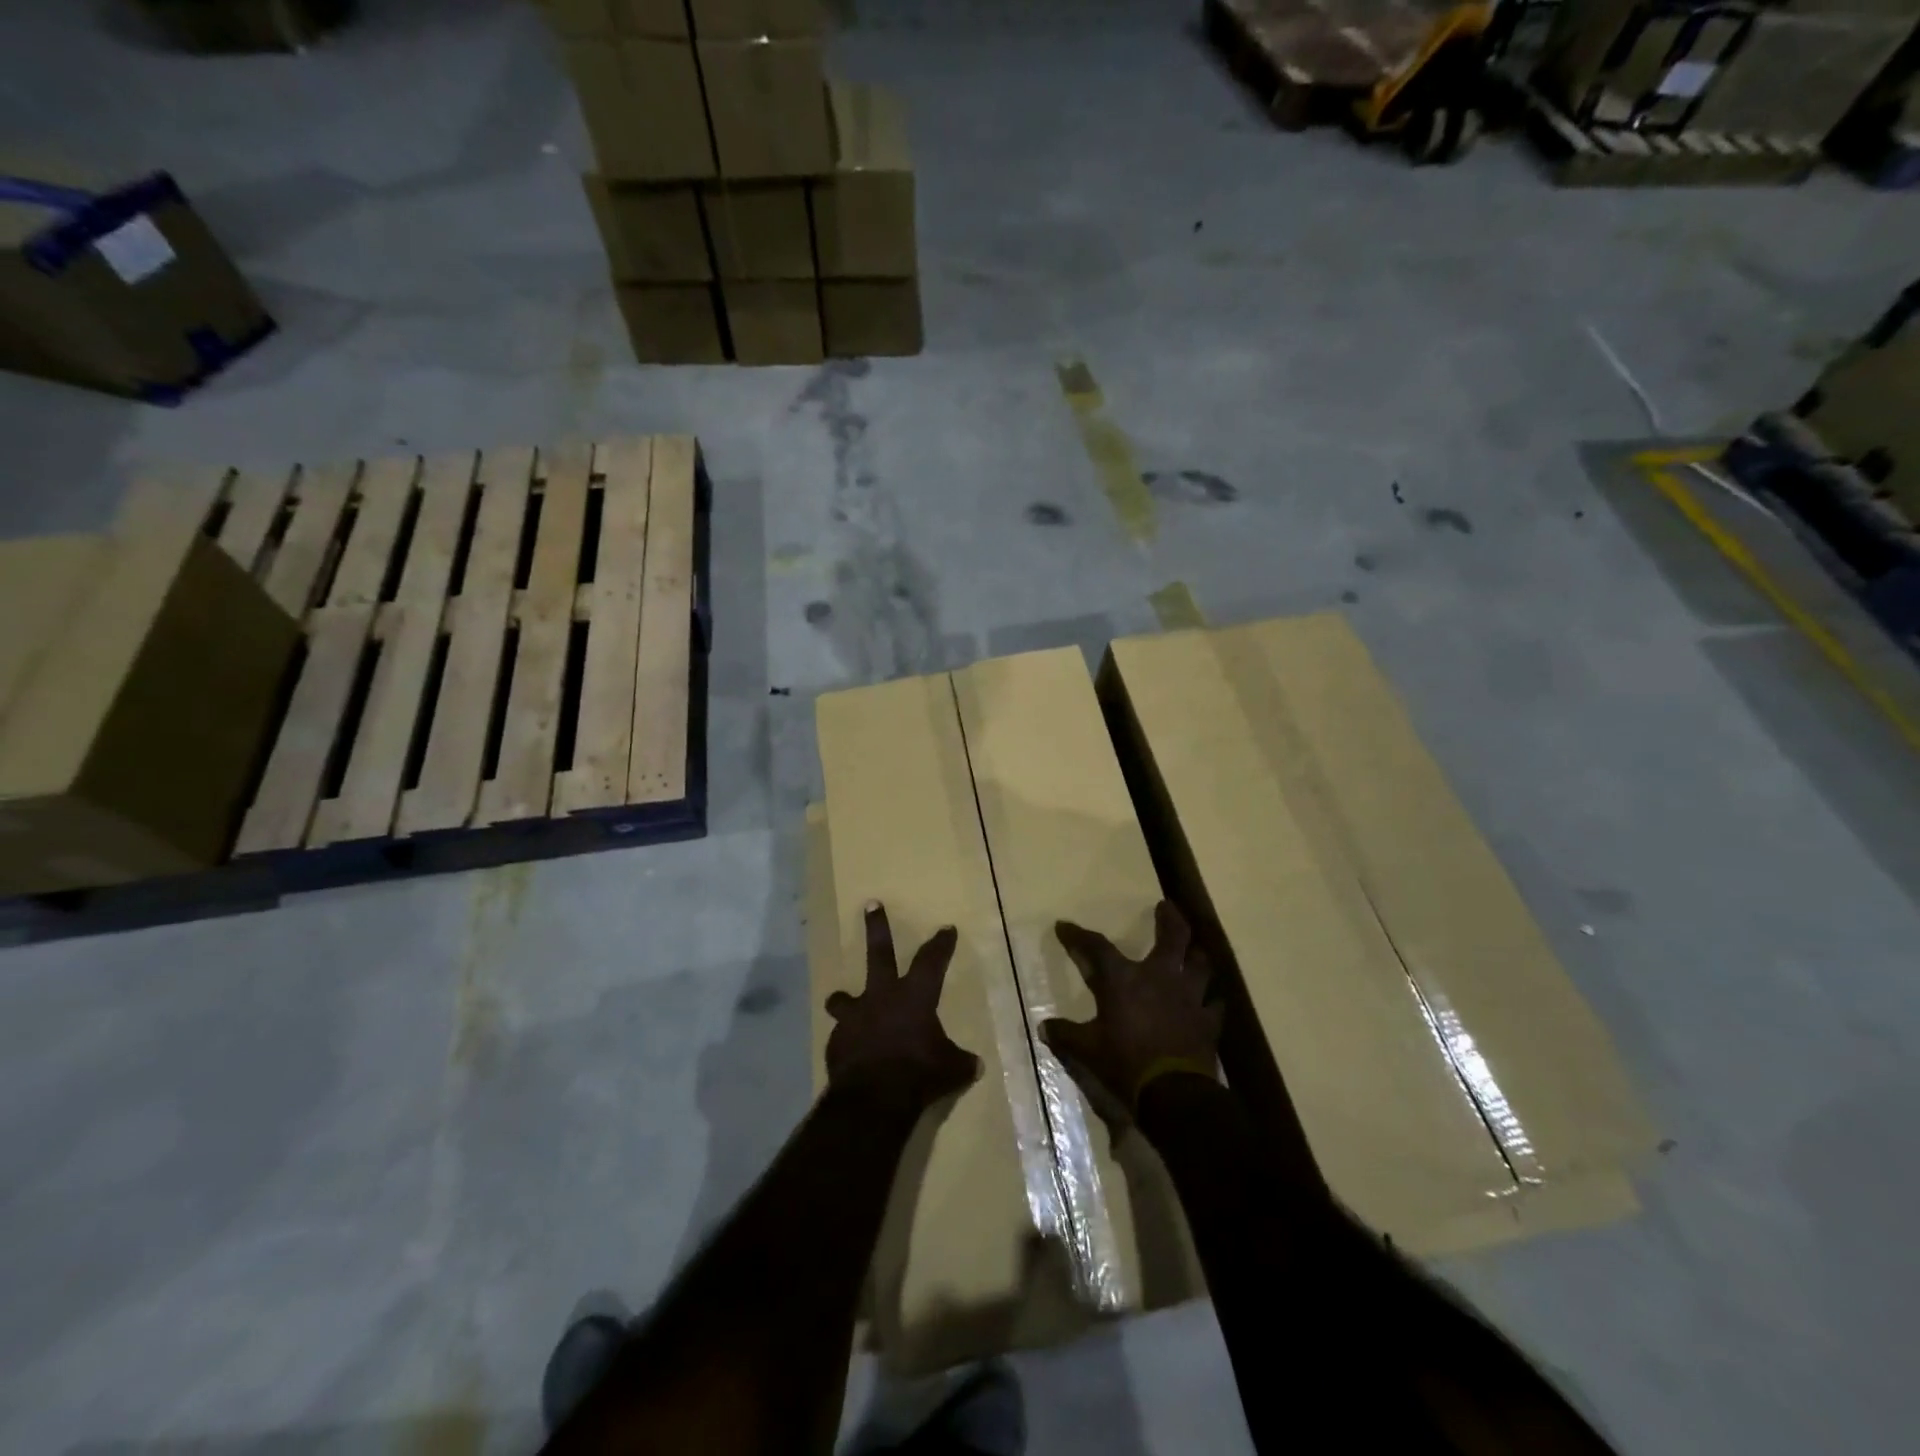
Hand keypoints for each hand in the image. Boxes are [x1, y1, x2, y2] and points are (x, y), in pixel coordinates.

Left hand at [825, 902, 980, 1103]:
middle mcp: (883, 996)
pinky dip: (848, 1040)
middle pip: (880, 952)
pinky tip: (852, 1054)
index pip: (932, 961)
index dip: (941, 944)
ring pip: (844, 997)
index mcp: (915, 996)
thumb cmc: (919, 1074)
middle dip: (877, 927)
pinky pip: (842, 1035)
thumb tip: (976, 1065)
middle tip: (870, 904)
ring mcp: (855, 1016)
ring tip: (840, 1000)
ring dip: (844, 998)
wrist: (872, 1097)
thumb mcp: (951, 1070)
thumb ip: (960, 1062)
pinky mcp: (837, 1040)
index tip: (946, 929)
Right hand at [1041, 900, 1221, 1118]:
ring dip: (1196, 954)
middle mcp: (1159, 978)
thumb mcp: (1087, 1051)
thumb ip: (1066, 1036)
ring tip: (1194, 948)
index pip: (1096, 947)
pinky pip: (1215, 1004)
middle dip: (1169, 918)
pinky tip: (1210, 1000)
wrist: (1173, 1094)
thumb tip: (1044, 1028)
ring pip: (1200, 964)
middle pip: (1172, 937)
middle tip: (1167, 906)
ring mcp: (1188, 997)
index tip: (1064, 926)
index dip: (1078, 935)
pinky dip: (1211, 1000)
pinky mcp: (1208, 1021)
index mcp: (1123, 980)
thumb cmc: (1125, 1064)